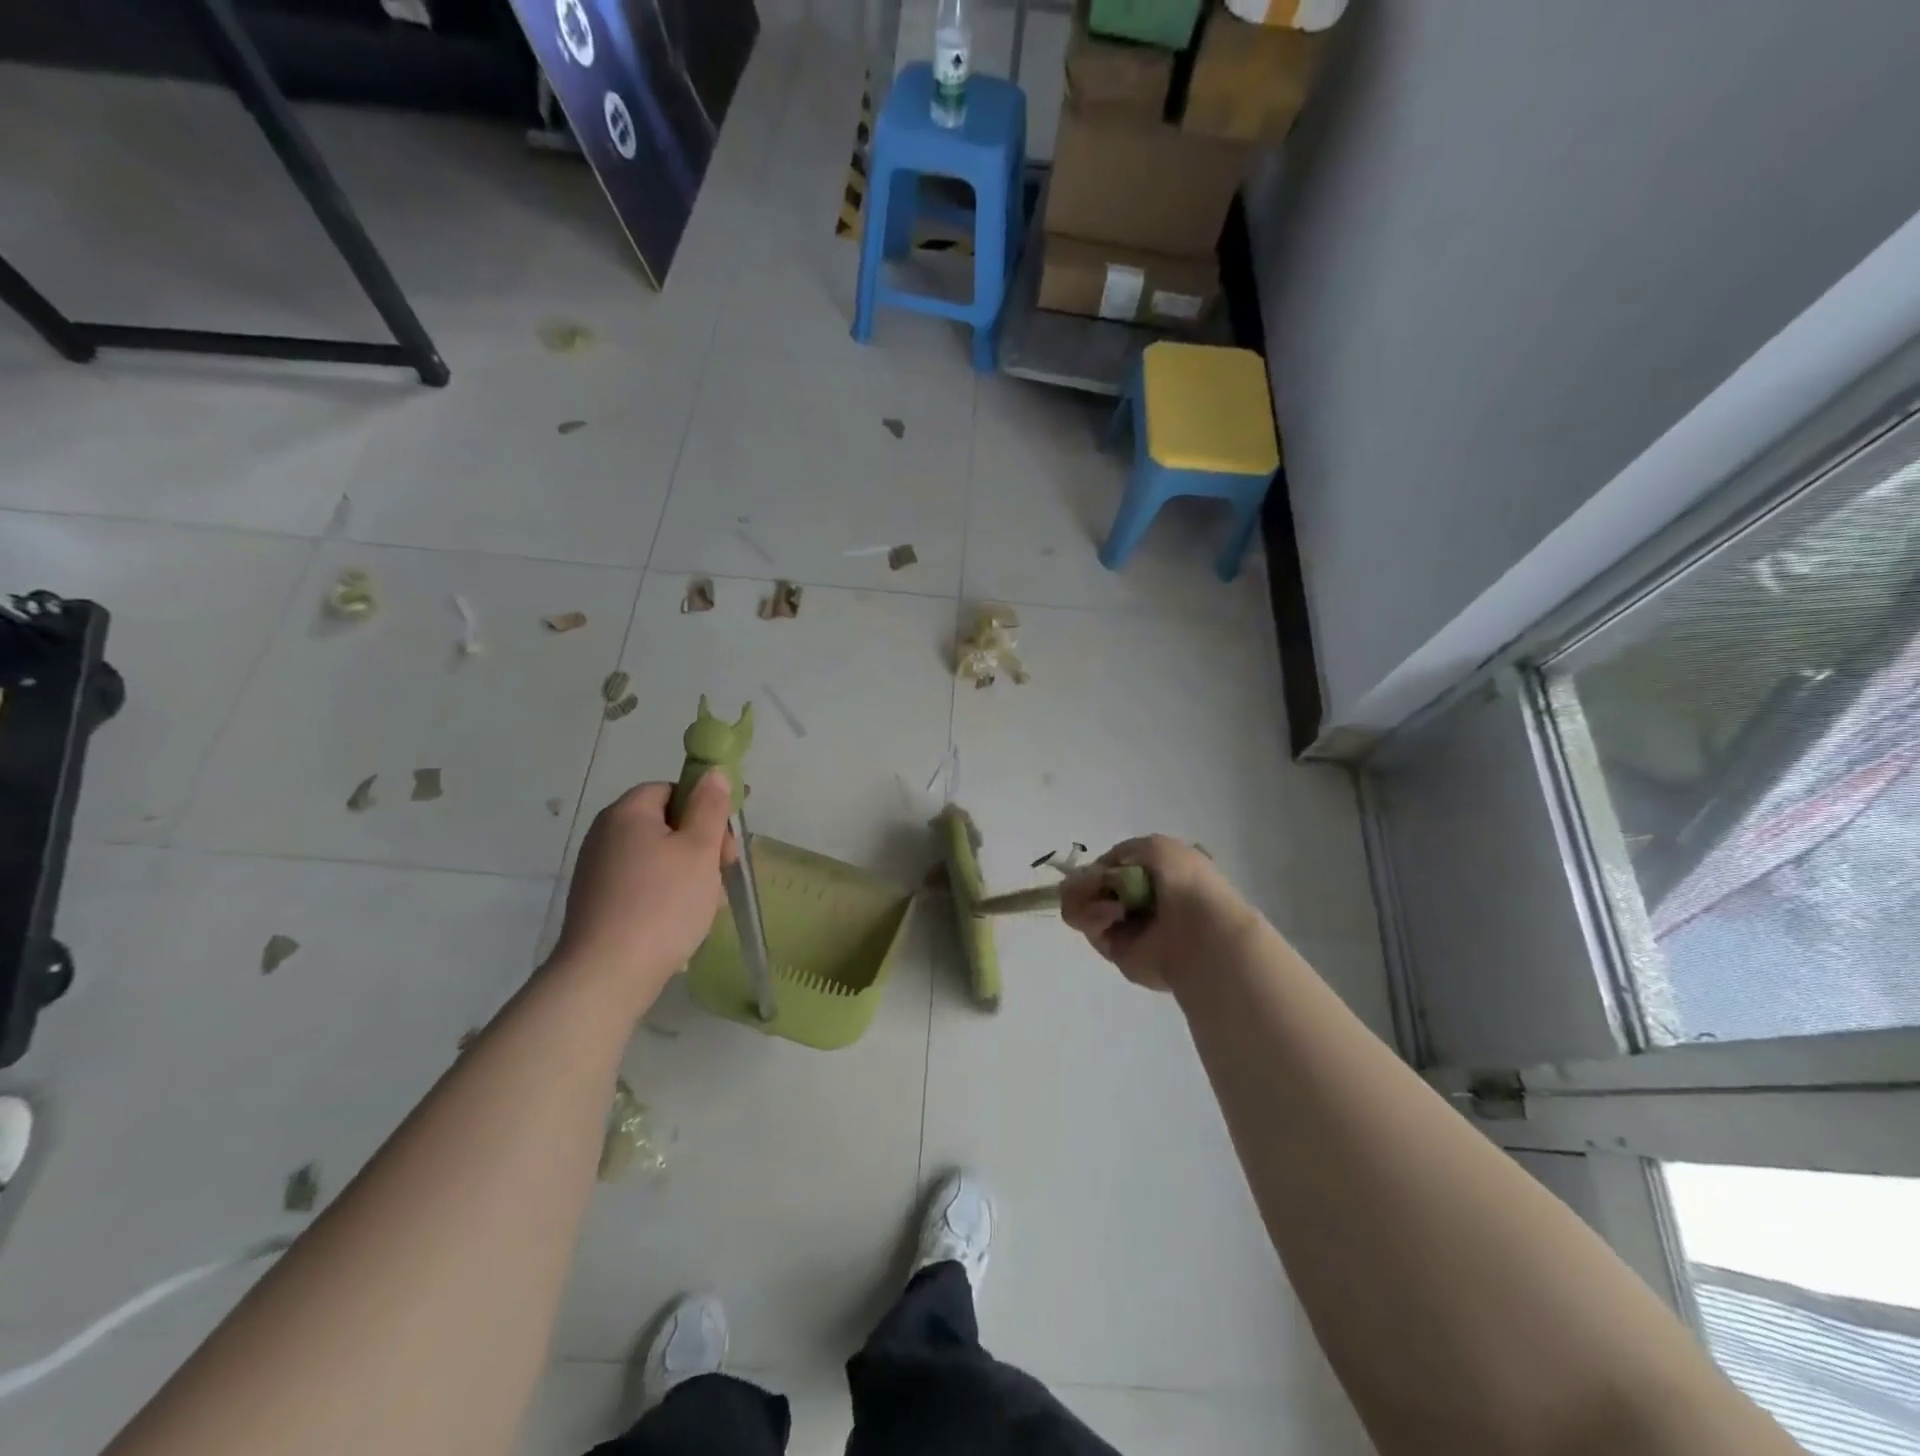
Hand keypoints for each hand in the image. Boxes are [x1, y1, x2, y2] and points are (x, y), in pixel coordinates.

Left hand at [552, 773, 736, 1008]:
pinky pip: (641, 885)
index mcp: (628, 813)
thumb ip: (710, 807)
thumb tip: (713, 772)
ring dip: (688, 874)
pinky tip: (682, 922)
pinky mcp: (596, 903)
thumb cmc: (662, 904)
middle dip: (700, 845)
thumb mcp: (700, 850)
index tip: (726, 841)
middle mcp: (605, 835)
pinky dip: (665, 895)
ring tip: (707, 905)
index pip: (671, 790)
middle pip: (665, 824)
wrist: (606, 976)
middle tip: (723, 874)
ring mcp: (597, 871)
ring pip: (657, 858)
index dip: (704, 809)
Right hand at [1061, 836, 1259, 993]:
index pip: (1113, 869)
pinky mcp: (1115, 950)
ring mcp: (1125, 927)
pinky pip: (1090, 927)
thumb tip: (1100, 871)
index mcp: (1154, 877)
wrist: (1202, 934)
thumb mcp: (1157, 847)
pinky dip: (1095, 916)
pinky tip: (1114, 915)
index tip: (1096, 868)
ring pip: (1084, 906)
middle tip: (1090, 884)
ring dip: (1089, 898)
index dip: (1100, 867)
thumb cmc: (1187, 885)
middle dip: (1086, 882)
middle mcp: (1138, 901)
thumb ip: (1123, 851)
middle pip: (1093, 887)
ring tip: (1112, 905)